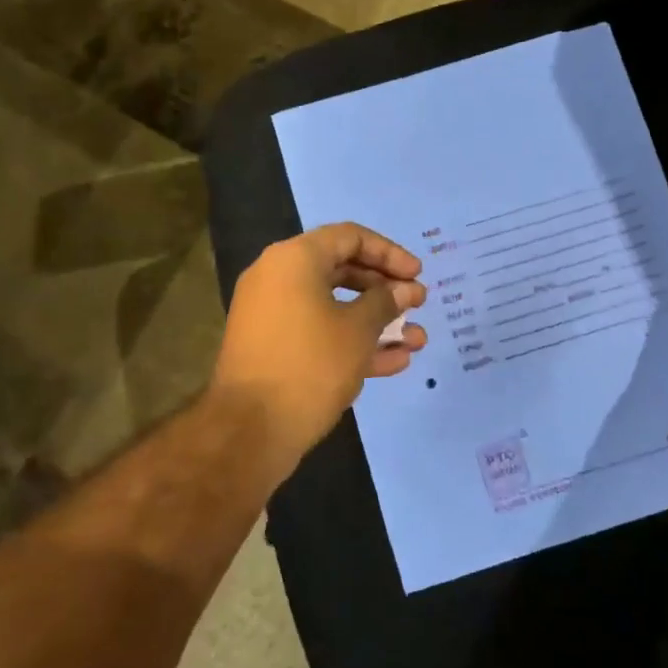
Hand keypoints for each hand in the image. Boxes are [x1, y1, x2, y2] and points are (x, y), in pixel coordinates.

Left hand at [211, 223, 427, 467]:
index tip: (418, 275)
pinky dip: (351, 342)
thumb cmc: (310, 365)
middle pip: (342, 270)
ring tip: (417, 341)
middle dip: (385, 290)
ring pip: (333, 306)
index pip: (349, 237)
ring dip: (376, 322)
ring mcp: (273, 314)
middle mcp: (278, 277)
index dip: (389, 253)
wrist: (249, 430)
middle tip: (418, 304)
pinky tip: (394, 362)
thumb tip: (407, 289)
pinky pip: (318, 332)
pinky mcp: (273, 347)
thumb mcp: (358, 330)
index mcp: (294, 259)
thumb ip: (386, 302)